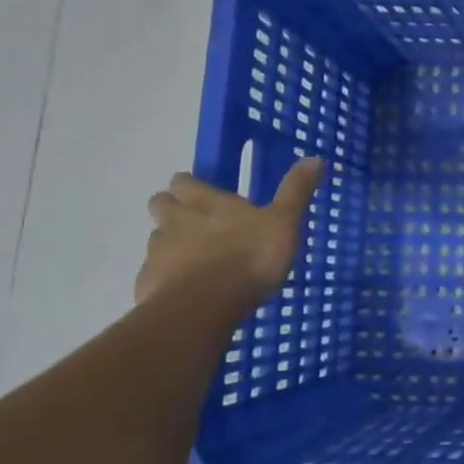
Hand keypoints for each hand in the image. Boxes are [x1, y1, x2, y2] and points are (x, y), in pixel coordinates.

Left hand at [135, 158, 323, 307]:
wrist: (205, 305)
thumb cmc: (249, 257)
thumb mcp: (284, 222)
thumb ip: (295, 191)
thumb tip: (315, 157)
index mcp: (206, 203)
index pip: (184, 182)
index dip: (188, 184)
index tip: (196, 190)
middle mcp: (176, 221)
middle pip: (161, 205)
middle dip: (171, 208)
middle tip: (191, 221)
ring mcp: (158, 253)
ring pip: (156, 240)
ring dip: (170, 244)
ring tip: (194, 260)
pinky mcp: (148, 285)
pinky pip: (154, 276)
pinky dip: (166, 279)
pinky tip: (185, 292)